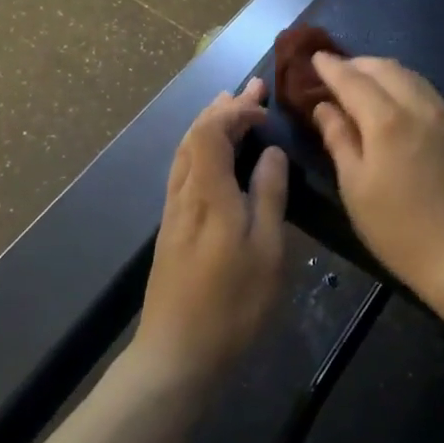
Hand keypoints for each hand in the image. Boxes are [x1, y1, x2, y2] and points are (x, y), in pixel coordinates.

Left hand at [135, 78, 287, 389]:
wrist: (177, 354)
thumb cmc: (232, 304)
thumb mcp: (267, 250)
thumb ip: (268, 196)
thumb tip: (271, 153)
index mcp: (208, 193)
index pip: (213, 131)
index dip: (237, 110)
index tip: (265, 106)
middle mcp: (184, 193)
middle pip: (196, 135)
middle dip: (223, 107)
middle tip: (252, 88)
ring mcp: (173, 211)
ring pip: (186, 151)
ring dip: (209, 123)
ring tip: (230, 106)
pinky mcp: (172, 228)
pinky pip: (184, 169)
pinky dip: (201, 147)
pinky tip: (213, 155)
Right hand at [310, 54, 443, 301]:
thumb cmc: (398, 228)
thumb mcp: (355, 187)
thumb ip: (339, 139)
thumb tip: (324, 107)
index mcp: (387, 121)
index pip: (353, 80)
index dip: (331, 67)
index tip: (314, 58)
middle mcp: (419, 108)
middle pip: (386, 68)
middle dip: (358, 64)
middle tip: (336, 72)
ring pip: (411, 77)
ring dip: (384, 72)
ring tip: (364, 83)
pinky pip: (429, 94)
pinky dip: (406, 87)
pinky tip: (397, 104)